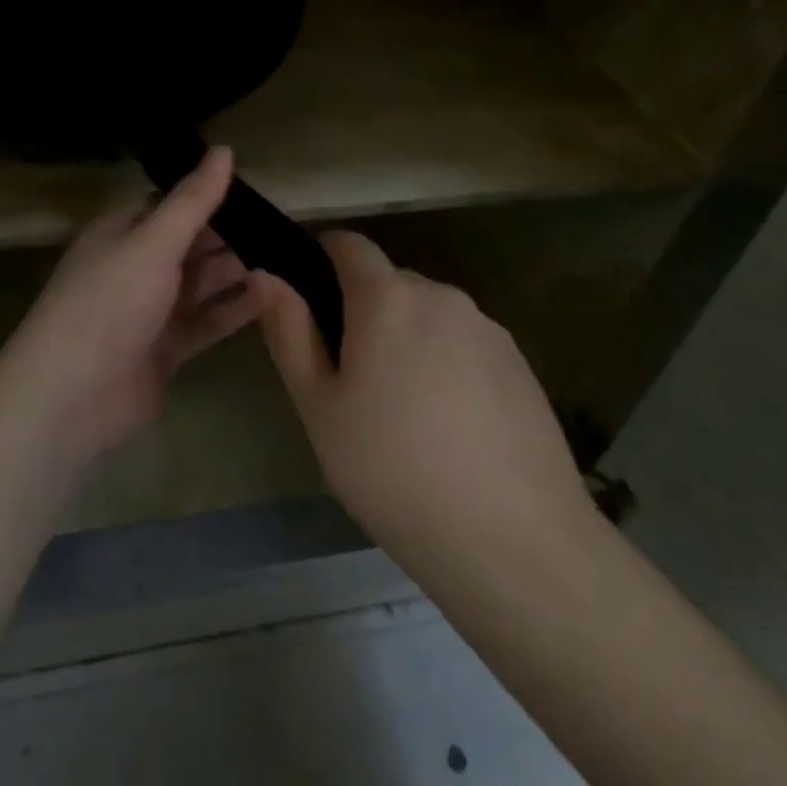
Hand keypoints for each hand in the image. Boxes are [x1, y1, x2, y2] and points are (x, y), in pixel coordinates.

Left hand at [0, 147, 263, 462]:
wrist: (71, 397)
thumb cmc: (109, 303)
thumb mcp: (153, 243)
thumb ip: (193, 200)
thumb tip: (224, 149)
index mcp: (122, 232)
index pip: (171, 203)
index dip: (209, 195)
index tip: (257, 191)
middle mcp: (135, 266)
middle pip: (190, 243)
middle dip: (231, 235)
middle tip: (285, 227)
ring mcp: (150, 311)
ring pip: (201, 283)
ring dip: (238, 271)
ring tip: (288, 258)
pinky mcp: (165, 349)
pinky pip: (206, 321)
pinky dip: (235, 310)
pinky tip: (272, 296)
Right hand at [257, 231, 592, 565]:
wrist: (514, 542)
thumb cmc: (392, 471)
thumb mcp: (319, 407)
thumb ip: (289, 331)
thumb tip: (265, 274)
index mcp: (388, 298)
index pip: (349, 244)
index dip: (322, 260)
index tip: (311, 306)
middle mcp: (441, 296)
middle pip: (389, 283)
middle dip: (365, 313)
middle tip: (354, 383)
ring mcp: (488, 329)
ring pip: (429, 315)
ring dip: (408, 340)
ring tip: (404, 414)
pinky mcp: (521, 364)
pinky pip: (466, 344)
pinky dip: (448, 365)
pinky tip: (451, 429)